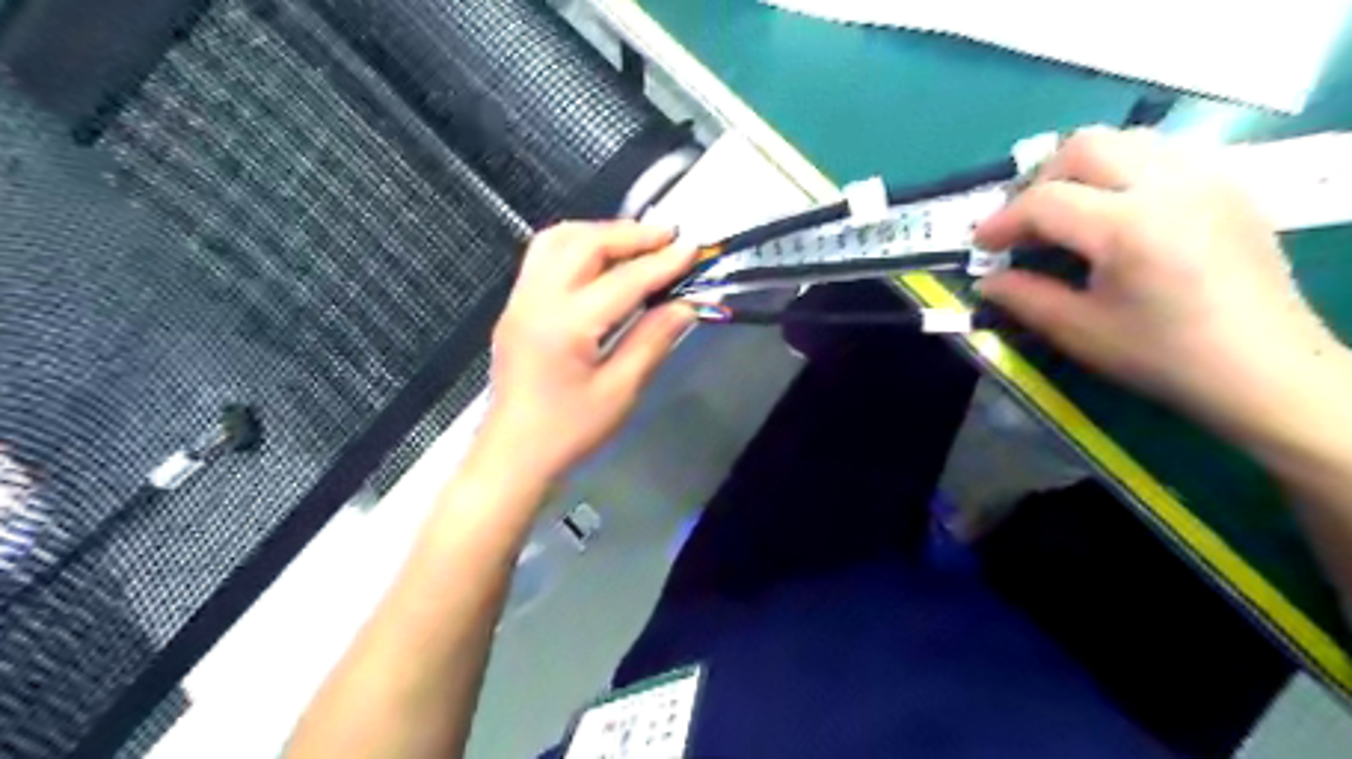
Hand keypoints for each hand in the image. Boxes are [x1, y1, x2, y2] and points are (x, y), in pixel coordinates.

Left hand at [478, 222, 695, 479]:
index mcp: (565, 325)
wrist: (513, 455)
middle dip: (630, 234)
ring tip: (636, 241)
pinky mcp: (515, 306)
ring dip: (600, 232)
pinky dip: (577, 244)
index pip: (623, 280)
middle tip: (668, 237)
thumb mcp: (620, 391)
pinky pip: (544, 255)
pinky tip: (601, 259)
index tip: (692, 247)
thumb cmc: (569, 431)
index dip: (662, 262)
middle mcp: (537, 300)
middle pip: (584, 244)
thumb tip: (685, 306)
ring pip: (557, 240)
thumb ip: (652, 340)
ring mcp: (520, 299)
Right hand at [971, 127, 1338, 436]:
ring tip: (1068, 212)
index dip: (1003, 221)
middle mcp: (1169, 186)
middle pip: (1085, 146)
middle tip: (1027, 223)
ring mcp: (1206, 179)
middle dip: (1040, 180)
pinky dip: (1123, 171)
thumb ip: (1025, 297)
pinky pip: (1162, 154)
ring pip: (1126, 140)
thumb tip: (988, 281)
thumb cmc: (1162, 356)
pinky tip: (1116, 213)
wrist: (1264, 368)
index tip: (982, 245)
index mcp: (1128, 228)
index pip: (1045, 201)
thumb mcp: (1079, 332)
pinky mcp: (1227, 186)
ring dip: (1082, 169)